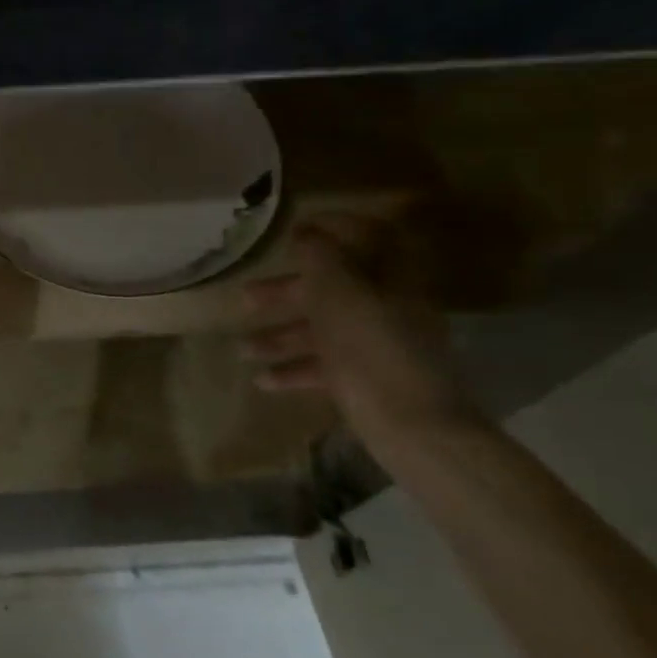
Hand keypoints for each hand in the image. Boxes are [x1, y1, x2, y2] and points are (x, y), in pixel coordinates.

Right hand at [243, 213, 474, 439]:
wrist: (414, 429)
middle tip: (247, 297)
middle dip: (287, 291)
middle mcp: (389, 307)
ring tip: (242, 349)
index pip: (372, 236)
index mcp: (391, 279)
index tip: (294, 229)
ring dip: (281, 335)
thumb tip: (306, 234)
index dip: (336, 227)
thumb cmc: (371, 350)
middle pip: (335, 287)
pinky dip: (295, 369)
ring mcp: (379, 346)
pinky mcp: (369, 381)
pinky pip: (327, 365)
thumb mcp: (337, 294)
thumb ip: (319, 258)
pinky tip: (263, 380)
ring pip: (324, 329)